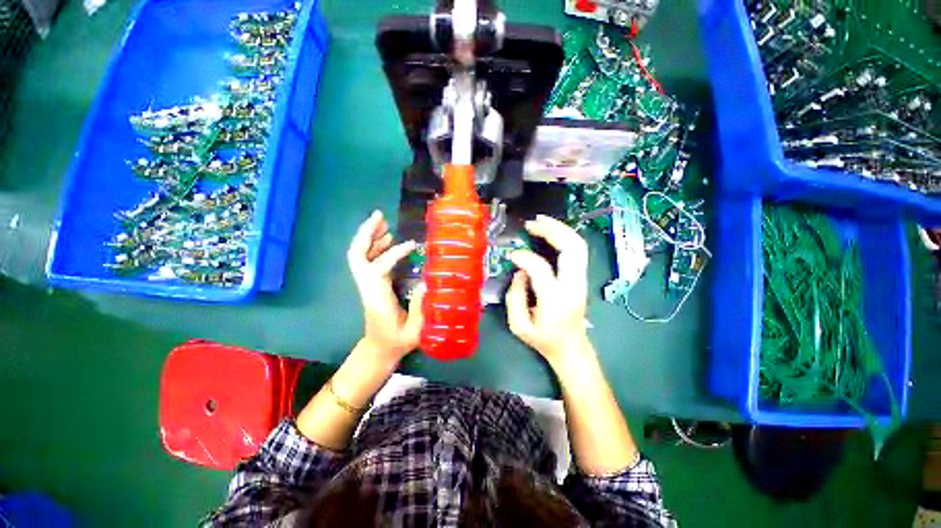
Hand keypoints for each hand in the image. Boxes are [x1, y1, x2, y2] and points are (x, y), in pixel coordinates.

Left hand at [347, 210, 424, 362]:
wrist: (379, 350)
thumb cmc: (397, 341)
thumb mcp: (415, 330)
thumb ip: (420, 307)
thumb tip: (426, 281)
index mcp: (377, 298)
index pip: (379, 269)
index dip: (394, 254)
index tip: (412, 245)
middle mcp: (368, 287)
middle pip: (357, 256)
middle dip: (365, 234)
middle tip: (380, 217)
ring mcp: (367, 285)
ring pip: (359, 256)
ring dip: (369, 236)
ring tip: (383, 221)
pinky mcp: (371, 284)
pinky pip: (368, 260)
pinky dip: (375, 247)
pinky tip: (386, 240)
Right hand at [506, 215, 592, 366]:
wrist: (572, 348)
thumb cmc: (544, 340)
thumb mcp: (519, 326)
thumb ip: (514, 296)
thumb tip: (520, 271)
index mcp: (555, 300)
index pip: (541, 269)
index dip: (524, 257)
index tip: (512, 255)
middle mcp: (573, 286)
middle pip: (571, 248)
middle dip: (551, 230)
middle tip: (531, 224)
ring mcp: (581, 280)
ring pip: (578, 245)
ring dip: (560, 229)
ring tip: (541, 221)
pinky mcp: (581, 278)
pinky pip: (577, 250)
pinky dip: (565, 236)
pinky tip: (551, 231)